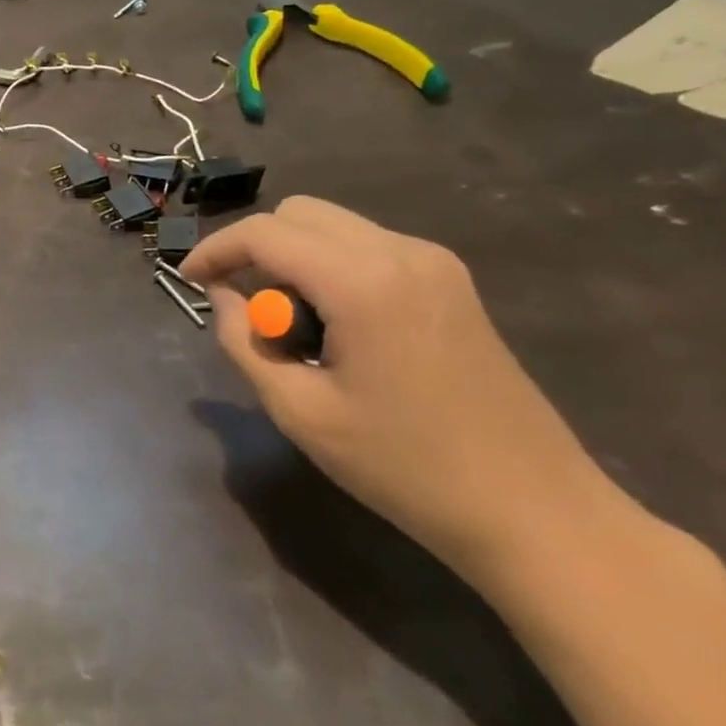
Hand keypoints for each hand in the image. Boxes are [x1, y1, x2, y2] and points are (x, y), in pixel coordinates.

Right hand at [183, 196, 615, 587]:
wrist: (536, 512)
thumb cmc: (406, 467)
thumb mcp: (299, 411)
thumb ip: (244, 342)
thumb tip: (224, 297)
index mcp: (362, 282)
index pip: (264, 232)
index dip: (215, 250)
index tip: (188, 280)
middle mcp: (401, 252)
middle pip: (298, 213)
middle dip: (256, 250)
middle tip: (247, 310)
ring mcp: (434, 264)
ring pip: (332, 227)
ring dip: (293, 259)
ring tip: (292, 326)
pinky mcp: (451, 282)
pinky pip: (366, 247)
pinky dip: (329, 268)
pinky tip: (335, 326)